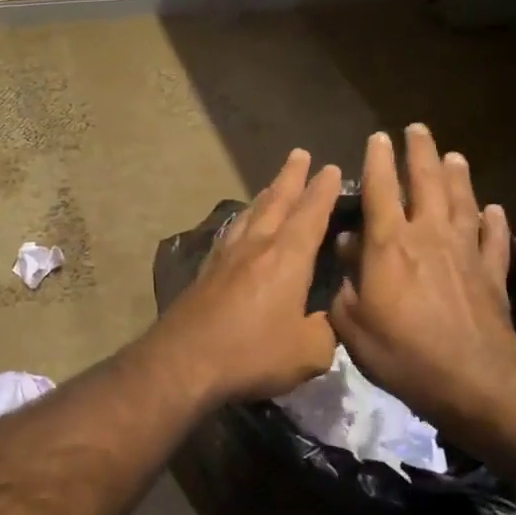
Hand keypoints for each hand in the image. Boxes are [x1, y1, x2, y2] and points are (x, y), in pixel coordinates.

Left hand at [152, 149, 341, 403]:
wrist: (184, 360)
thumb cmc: (252, 354)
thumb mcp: (308, 352)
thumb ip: (325, 330)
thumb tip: (327, 319)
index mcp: (286, 258)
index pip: (310, 215)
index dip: (323, 191)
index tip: (331, 168)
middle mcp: (256, 246)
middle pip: (276, 202)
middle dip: (291, 177)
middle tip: (299, 154)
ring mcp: (226, 256)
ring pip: (250, 214)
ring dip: (265, 195)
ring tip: (273, 184)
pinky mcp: (205, 271)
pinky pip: (230, 232)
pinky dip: (242, 219)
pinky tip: (239, 224)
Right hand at [329, 127, 515, 427]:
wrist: (472, 385)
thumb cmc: (401, 353)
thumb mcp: (352, 321)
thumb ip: (346, 279)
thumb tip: (347, 245)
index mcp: (390, 245)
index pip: (381, 191)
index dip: (377, 161)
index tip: (377, 137)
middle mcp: (429, 237)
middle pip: (427, 184)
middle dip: (420, 153)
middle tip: (417, 129)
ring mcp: (466, 255)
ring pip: (463, 204)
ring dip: (458, 177)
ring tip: (454, 155)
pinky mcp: (493, 277)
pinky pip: (495, 241)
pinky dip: (495, 223)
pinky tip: (495, 209)